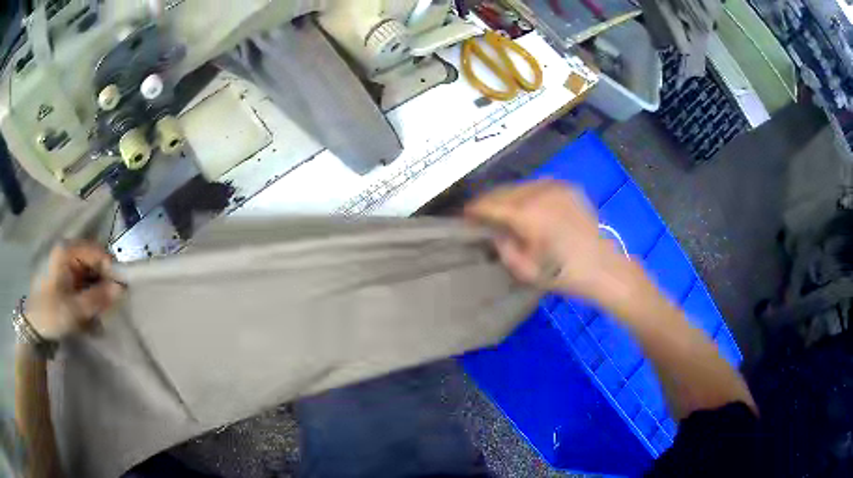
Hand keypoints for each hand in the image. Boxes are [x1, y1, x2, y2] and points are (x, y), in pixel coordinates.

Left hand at [26, 242, 124, 340]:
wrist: (32, 325)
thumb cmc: (50, 313)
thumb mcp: (74, 310)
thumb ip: (97, 298)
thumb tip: (121, 289)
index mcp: (67, 251)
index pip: (98, 251)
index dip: (110, 270)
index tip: (118, 293)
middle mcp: (67, 250)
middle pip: (93, 260)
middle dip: (103, 282)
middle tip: (108, 306)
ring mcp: (64, 262)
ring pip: (89, 271)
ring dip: (96, 290)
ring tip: (98, 312)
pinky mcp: (63, 274)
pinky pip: (82, 279)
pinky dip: (89, 293)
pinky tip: (89, 310)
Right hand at [465, 180, 637, 302]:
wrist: (603, 267)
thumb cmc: (563, 274)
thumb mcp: (525, 269)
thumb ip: (502, 246)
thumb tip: (492, 230)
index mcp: (527, 214)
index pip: (490, 204)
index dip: (473, 209)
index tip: (464, 216)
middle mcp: (539, 192)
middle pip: (503, 191)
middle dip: (489, 201)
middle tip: (480, 214)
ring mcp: (555, 187)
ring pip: (520, 185)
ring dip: (507, 196)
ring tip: (503, 210)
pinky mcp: (568, 187)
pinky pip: (539, 185)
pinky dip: (527, 194)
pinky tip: (528, 206)